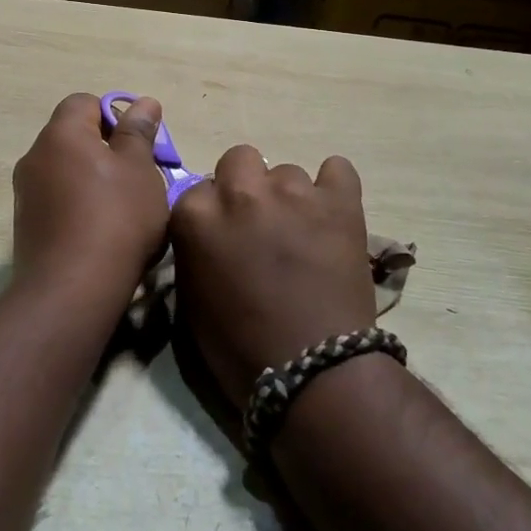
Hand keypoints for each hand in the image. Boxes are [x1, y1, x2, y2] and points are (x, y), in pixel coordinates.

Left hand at [12, 93, 169, 307]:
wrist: (72, 290)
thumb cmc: (116, 218)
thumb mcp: (140, 169)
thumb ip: (138, 132)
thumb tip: (143, 102)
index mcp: (61, 134)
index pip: (84, 102)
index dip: (113, 115)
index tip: (137, 144)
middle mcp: (34, 156)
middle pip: (73, 137)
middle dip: (106, 150)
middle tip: (137, 177)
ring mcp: (25, 193)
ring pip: (66, 171)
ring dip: (93, 180)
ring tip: (124, 209)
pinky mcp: (25, 226)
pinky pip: (57, 200)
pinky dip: (78, 206)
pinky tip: (101, 233)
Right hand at [170, 147, 376, 405]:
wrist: (311, 371)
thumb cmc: (240, 347)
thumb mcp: (191, 299)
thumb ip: (194, 249)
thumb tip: (206, 231)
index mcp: (197, 215)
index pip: (198, 190)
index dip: (213, 214)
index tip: (224, 237)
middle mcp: (241, 192)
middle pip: (239, 159)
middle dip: (246, 185)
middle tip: (259, 224)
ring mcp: (292, 192)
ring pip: (287, 171)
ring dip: (288, 196)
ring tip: (302, 233)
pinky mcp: (338, 201)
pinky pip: (337, 169)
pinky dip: (334, 187)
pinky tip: (333, 213)